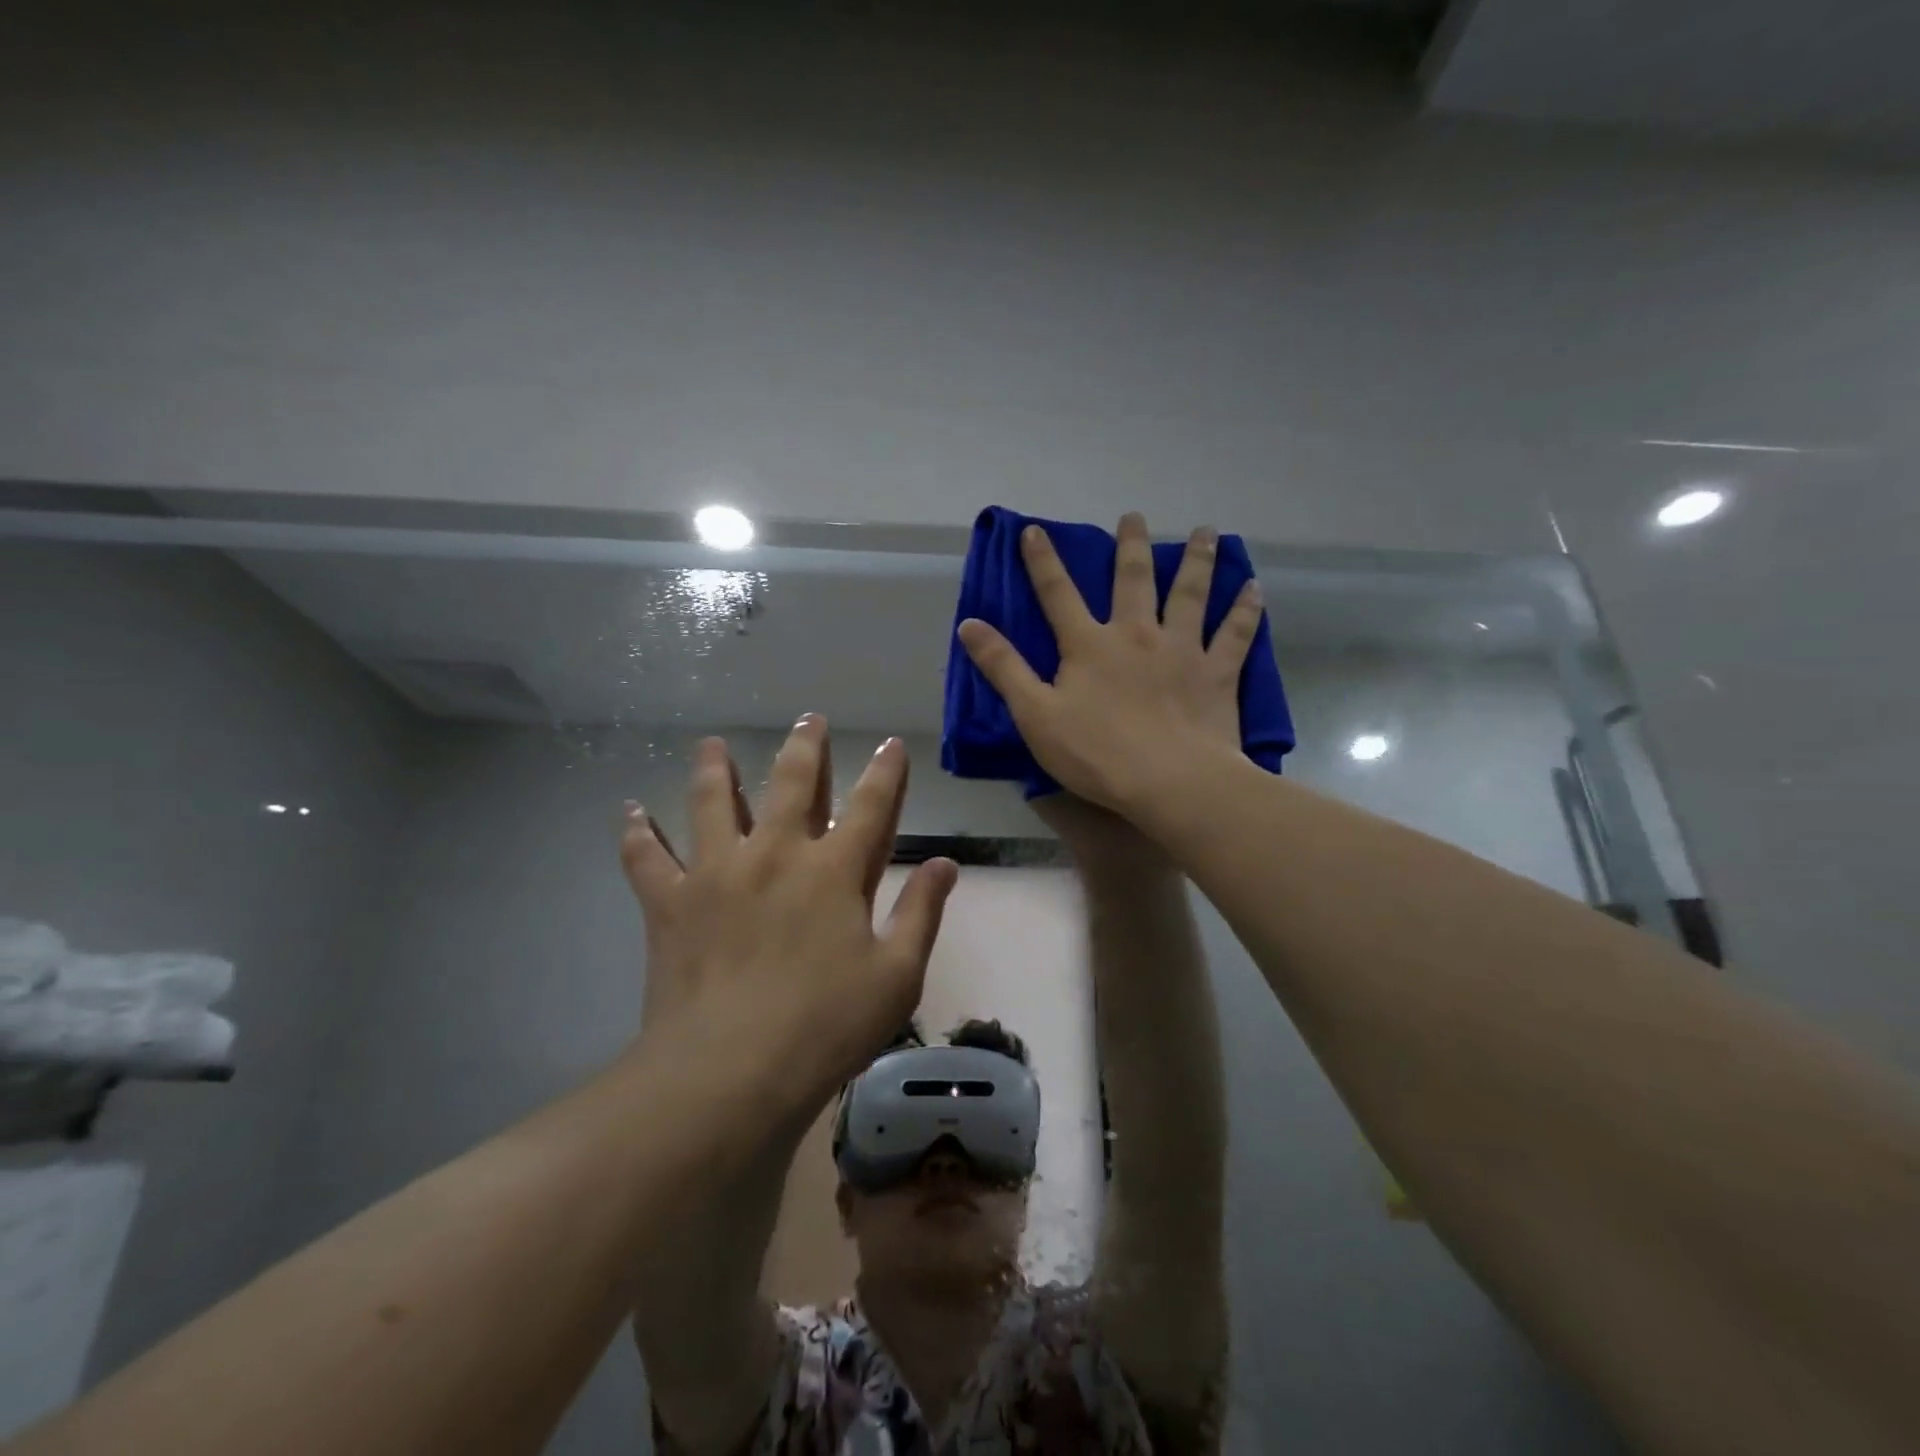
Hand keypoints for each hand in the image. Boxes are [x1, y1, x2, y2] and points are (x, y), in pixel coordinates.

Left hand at [619, 717, 957, 1119]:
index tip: (891, 744)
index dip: (885, 771)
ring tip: (712, 744)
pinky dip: (638, 834)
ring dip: (715, 768)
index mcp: (834, 870)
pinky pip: (647, 858)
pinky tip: (630, 813)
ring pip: (713, 802)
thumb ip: (922, 912)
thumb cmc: (825, 1026)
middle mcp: (775, 854)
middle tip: (809, 718)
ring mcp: (716, 873)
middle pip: (791, 783)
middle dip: (805, 747)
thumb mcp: (896, 976)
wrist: (729, 1072)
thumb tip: (947, 863)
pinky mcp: (670, 903)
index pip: (871, 805)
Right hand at [959, 512, 1266, 818]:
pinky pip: (1235, 634)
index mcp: (1089, 645)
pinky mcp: (1217, 673)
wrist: (1169, 782)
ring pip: (1190, 594)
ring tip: (1205, 532)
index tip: (1035, 531)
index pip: (1058, 594)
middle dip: (1130, 545)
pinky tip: (1254, 588)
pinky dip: (1245, 610)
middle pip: (1133, 579)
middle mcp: (1136, 634)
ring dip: (1196, 560)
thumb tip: (969, 624)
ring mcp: (1182, 649)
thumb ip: (1003, 668)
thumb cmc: (1096, 753)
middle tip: (1134, 516)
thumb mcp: (1034, 714)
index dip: (1042, 562)